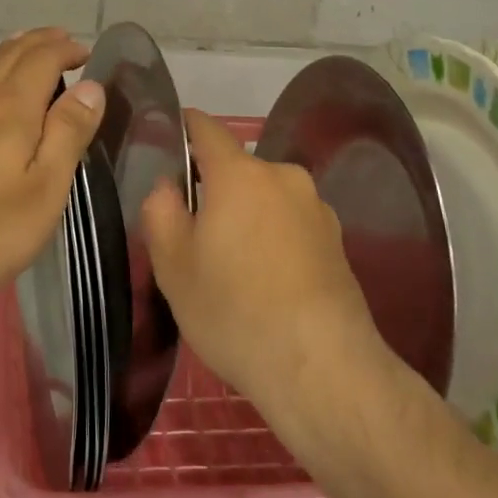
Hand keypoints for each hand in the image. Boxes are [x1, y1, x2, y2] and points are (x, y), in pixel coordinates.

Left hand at [0, 28, 104, 310]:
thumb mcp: (43, 189)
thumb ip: (67, 133)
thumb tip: (91, 86)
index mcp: (11, 106)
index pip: (43, 57)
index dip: (66, 49)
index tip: (86, 53)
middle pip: (10, 54)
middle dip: (39, 42)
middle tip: (62, 41)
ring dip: (10, 55)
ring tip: (26, 53)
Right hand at [140, 110, 387, 414]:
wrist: (323, 369)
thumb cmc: (235, 311)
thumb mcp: (173, 265)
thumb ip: (160, 210)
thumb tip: (169, 186)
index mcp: (240, 173)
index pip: (206, 127)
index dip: (183, 129)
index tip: (167, 145)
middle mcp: (283, 177)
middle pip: (237, 168)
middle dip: (213, 189)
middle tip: (194, 233)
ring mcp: (316, 208)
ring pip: (265, 197)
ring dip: (246, 216)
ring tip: (232, 266)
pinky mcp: (337, 241)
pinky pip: (290, 223)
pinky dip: (273, 238)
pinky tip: (267, 283)